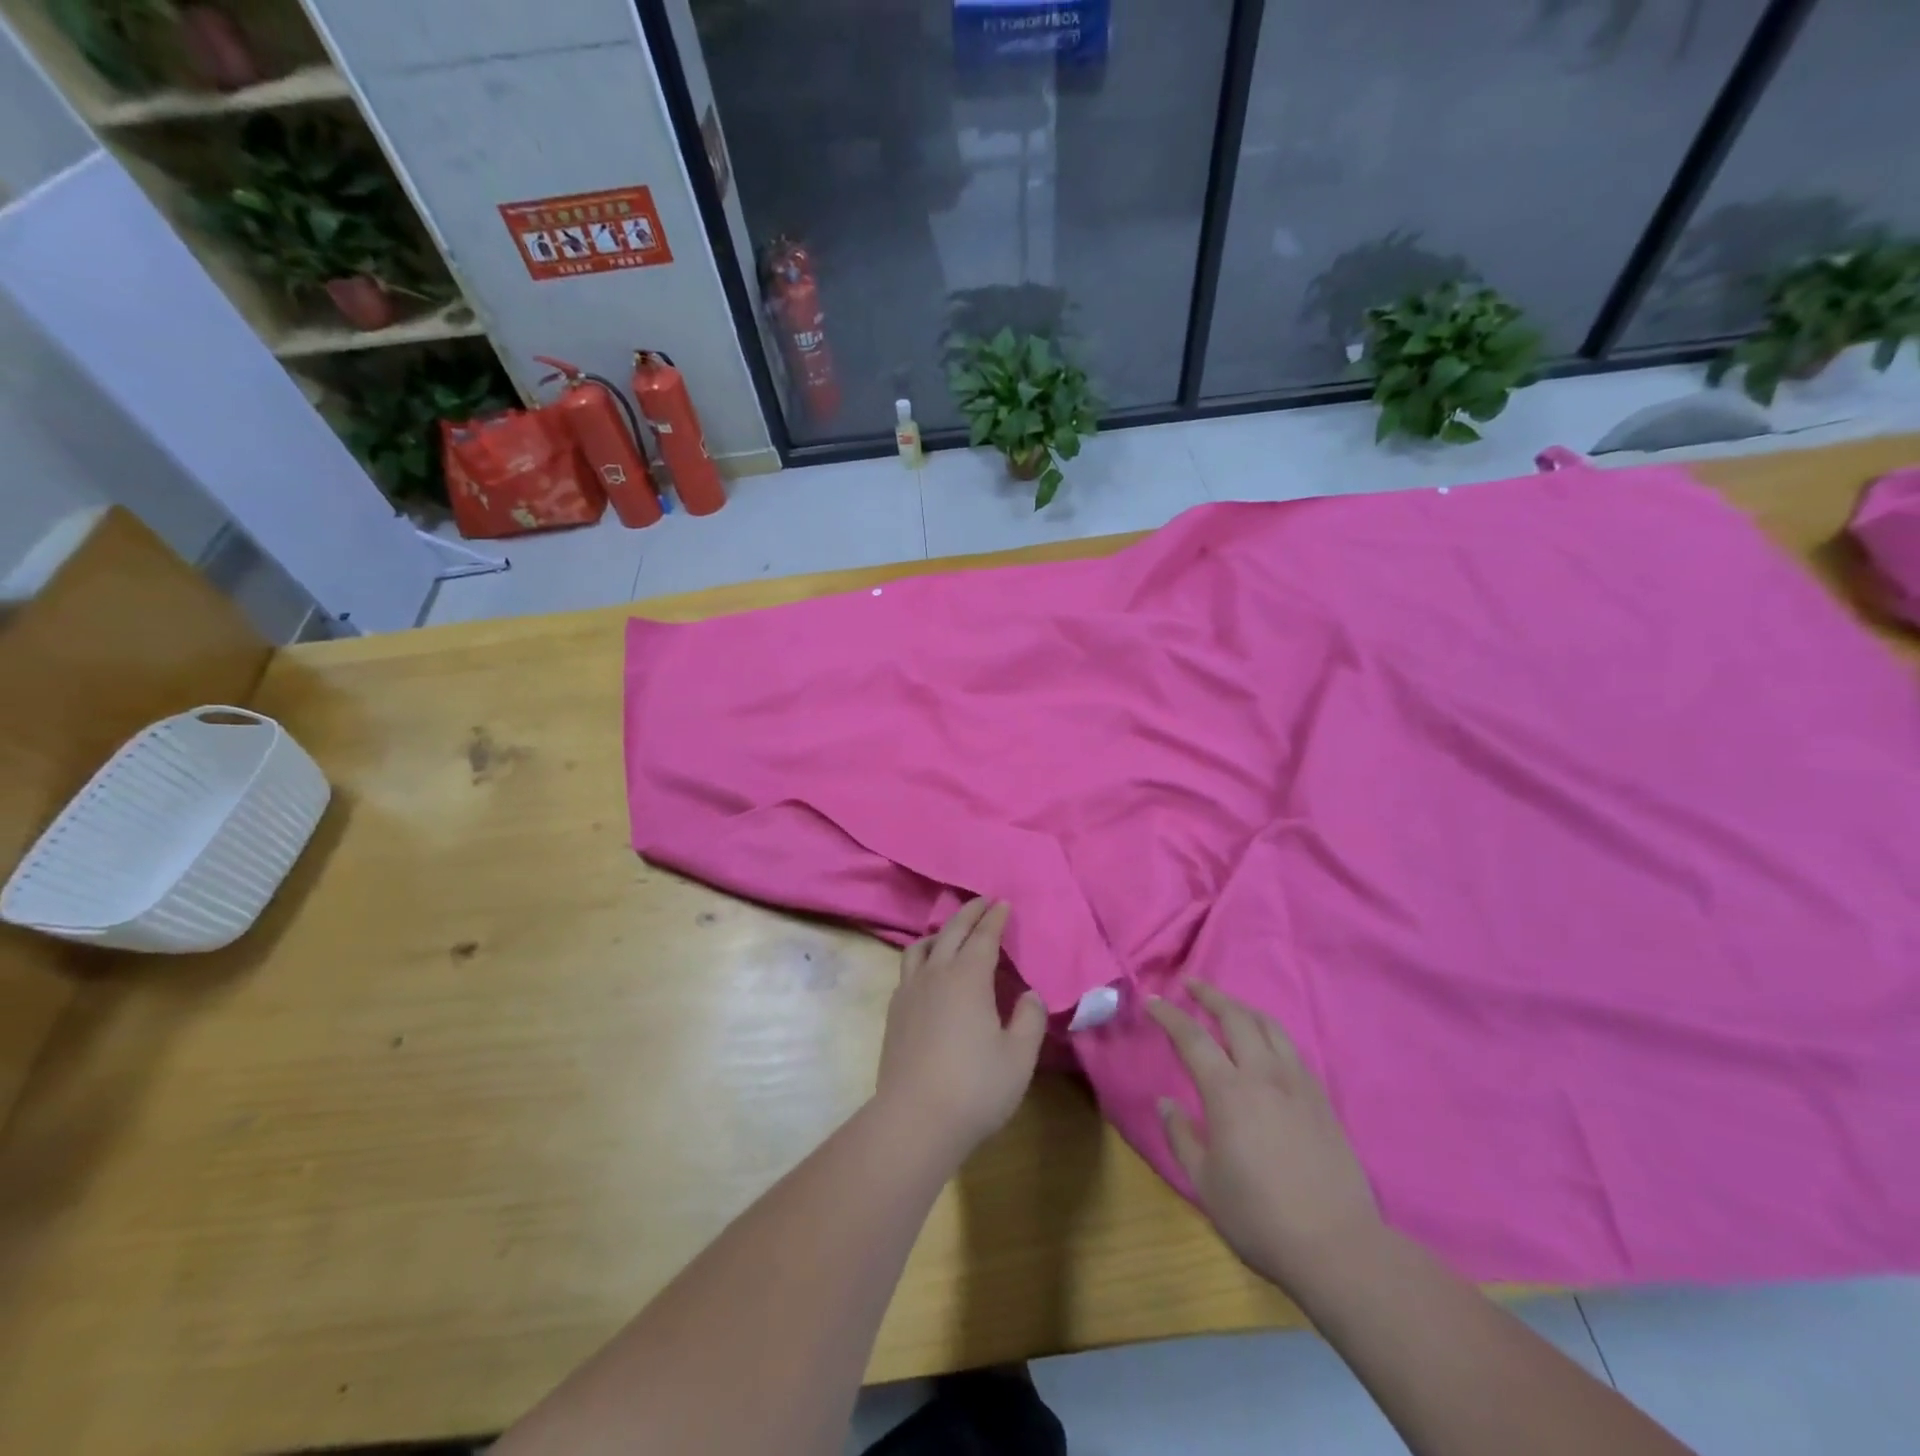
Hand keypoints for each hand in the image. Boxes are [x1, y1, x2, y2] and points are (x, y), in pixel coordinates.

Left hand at [876, 899, 1046, 1161]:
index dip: (995, 918)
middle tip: (982, 902)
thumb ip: (1030, 1019)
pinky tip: (928, 971)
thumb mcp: (1019, 1057)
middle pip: (952, 932)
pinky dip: (922, 956)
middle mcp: (936, 974)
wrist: (915, 1119)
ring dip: (941, 932)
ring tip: (951, 933)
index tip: (1003, 903)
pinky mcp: (894, 1012)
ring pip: (922, 947)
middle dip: (969, 913)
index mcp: (969, 978)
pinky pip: (908, 969)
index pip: (984, 936)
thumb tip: (1030, 995)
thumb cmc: (975, 1087)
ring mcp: (910, 991)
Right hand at [1148, 981, 1381, 1288]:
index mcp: (1228, 1092)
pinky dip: (1270, 1032)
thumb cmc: (1260, 1218)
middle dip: (1209, 994)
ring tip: (1227, 1005)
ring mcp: (1297, 1084)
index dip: (1169, 1015)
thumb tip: (1166, 1102)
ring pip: (1269, 1026)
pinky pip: (1291, 1049)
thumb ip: (1181, 1137)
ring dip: (1242, 1007)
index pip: (1192, 1037)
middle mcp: (1263, 1075)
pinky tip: (1264, 1044)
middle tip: (1190, 984)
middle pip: (1235, 1017)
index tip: (1152, 1001)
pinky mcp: (1321, 1099)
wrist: (1338, 1247)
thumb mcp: (1205, 1183)